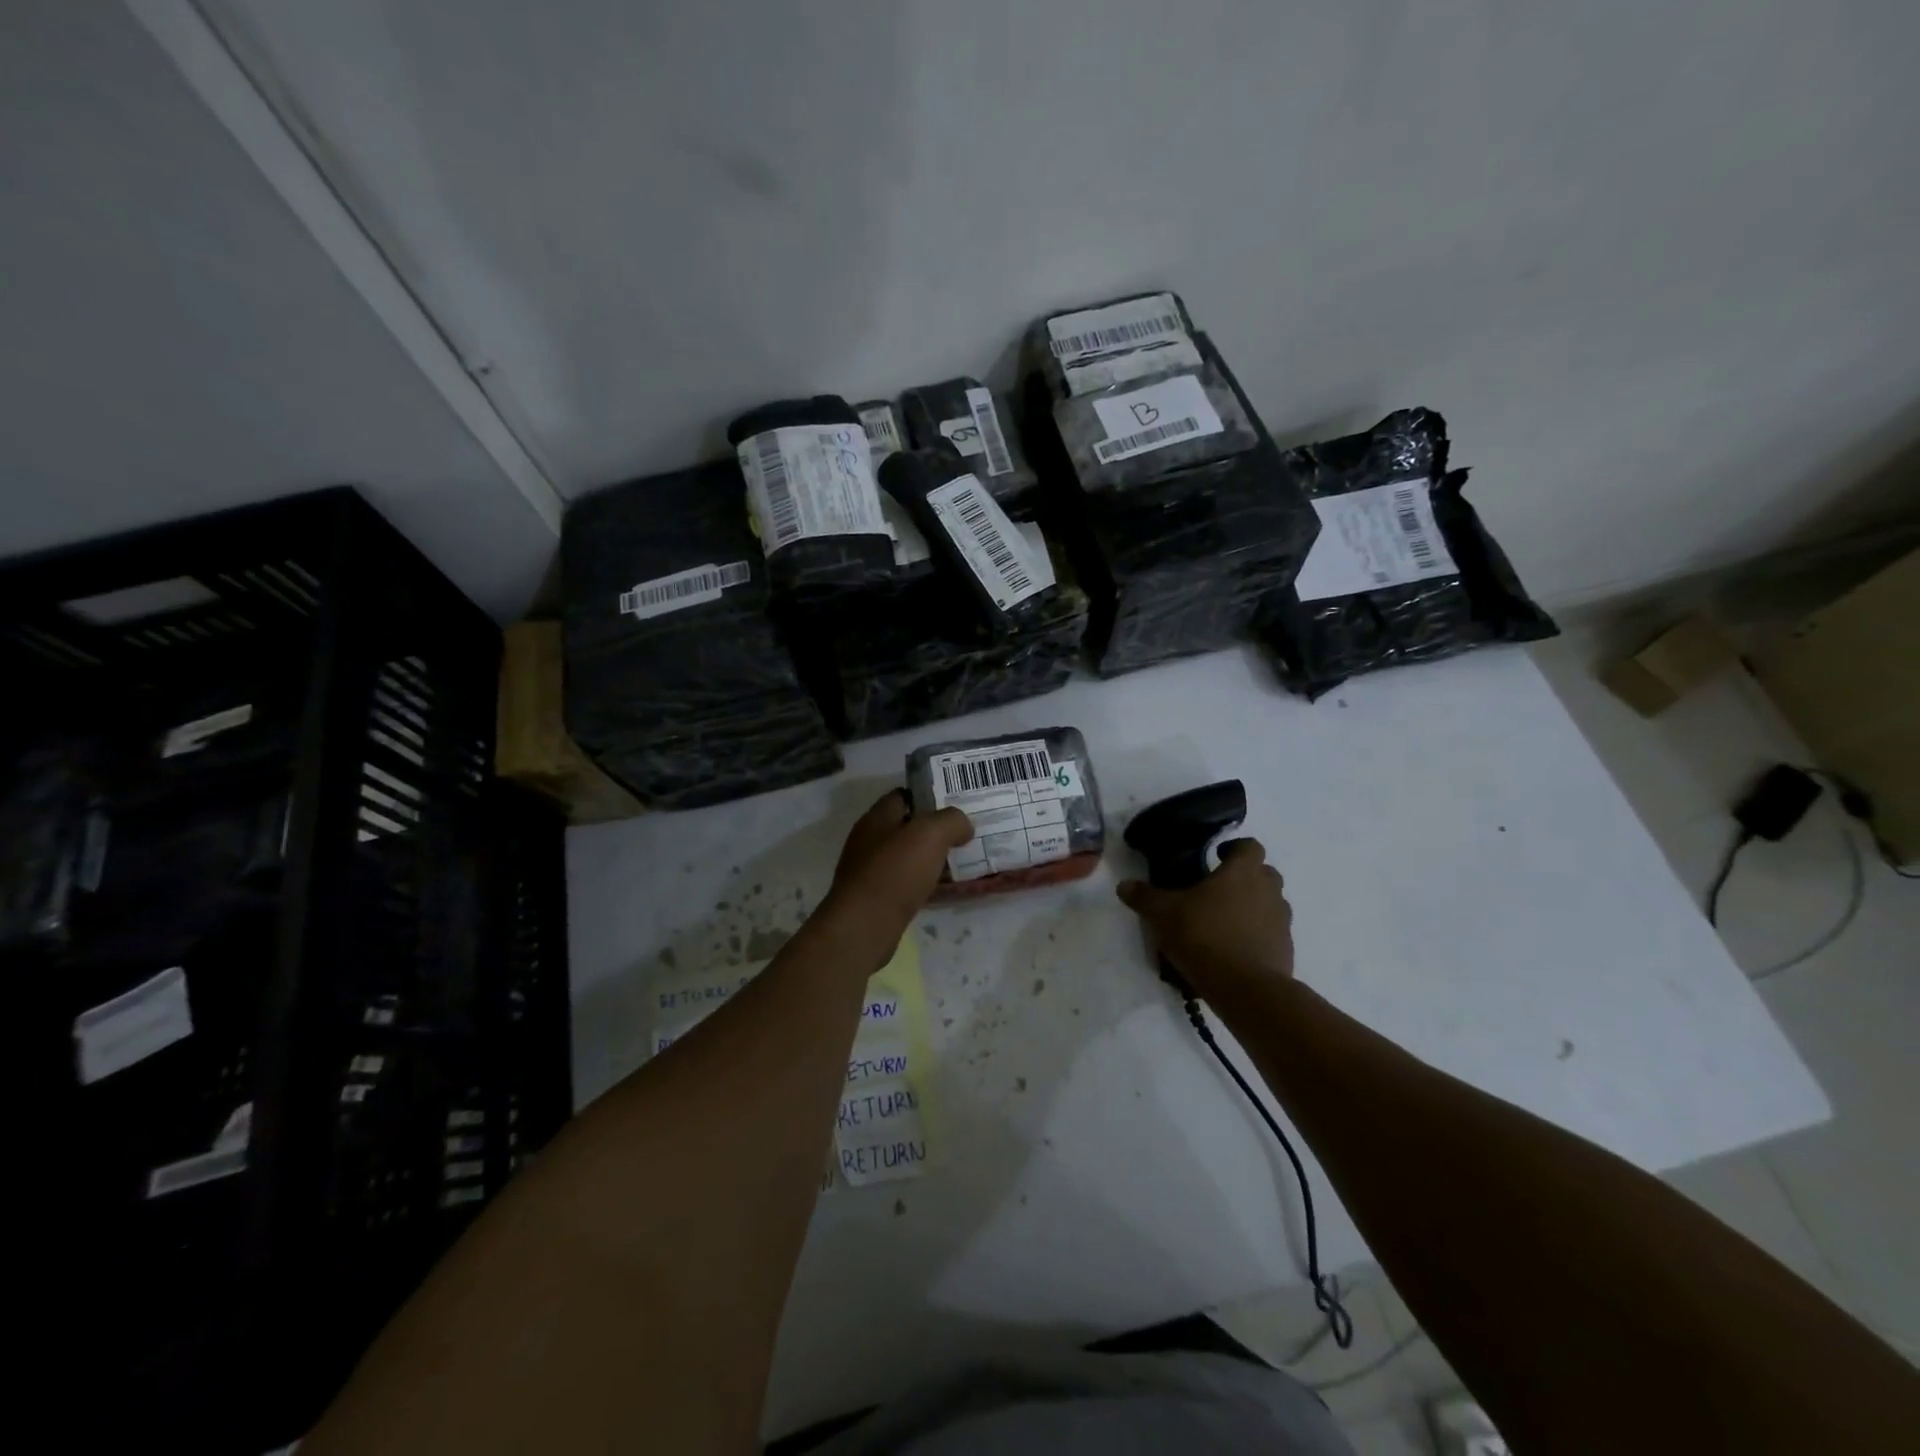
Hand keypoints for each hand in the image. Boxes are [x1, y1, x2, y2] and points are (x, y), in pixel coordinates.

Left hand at [818, 791, 972, 967]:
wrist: (865, 926)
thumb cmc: (896, 871)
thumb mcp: (931, 834)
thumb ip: (952, 821)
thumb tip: (963, 826)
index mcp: (877, 818)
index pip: (903, 796)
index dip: (928, 796)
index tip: (955, 805)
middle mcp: (868, 840)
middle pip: (905, 827)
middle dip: (932, 830)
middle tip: (962, 835)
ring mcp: (868, 871)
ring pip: (905, 857)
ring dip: (928, 859)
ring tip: (958, 862)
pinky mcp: (873, 898)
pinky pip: (903, 883)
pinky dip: (921, 883)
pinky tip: (940, 890)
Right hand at [1117, 839, 1294, 998]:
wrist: (1246, 989)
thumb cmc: (1205, 936)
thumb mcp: (1164, 914)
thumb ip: (1145, 897)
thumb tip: (1124, 884)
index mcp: (1243, 872)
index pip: (1250, 846)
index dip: (1235, 848)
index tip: (1217, 856)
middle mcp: (1268, 891)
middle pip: (1264, 873)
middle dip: (1245, 877)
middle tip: (1218, 889)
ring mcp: (1282, 921)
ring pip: (1270, 903)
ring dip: (1253, 906)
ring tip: (1225, 921)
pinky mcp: (1285, 950)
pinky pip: (1271, 933)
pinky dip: (1257, 935)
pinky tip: (1234, 949)